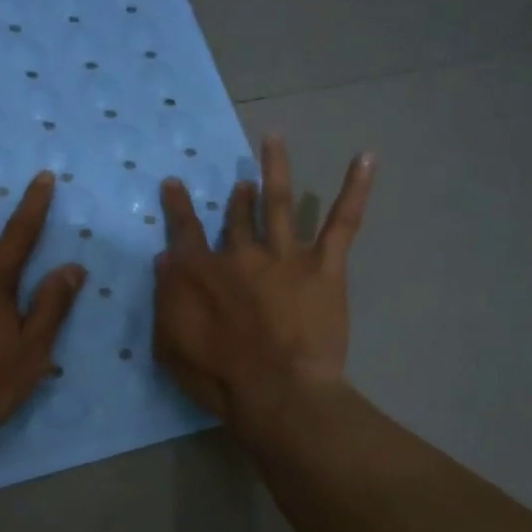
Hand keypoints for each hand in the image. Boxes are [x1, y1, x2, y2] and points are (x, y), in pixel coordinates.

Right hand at [153, 135, 374, 428]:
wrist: (276, 391)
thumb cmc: (218, 377)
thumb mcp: (170, 344)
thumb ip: (166, 299)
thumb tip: (165, 260)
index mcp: (199, 273)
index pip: (184, 232)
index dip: (178, 206)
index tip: (175, 184)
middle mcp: (240, 254)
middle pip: (236, 218)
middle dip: (237, 199)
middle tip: (242, 184)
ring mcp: (284, 256)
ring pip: (279, 203)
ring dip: (275, 169)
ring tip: (274, 140)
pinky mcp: (324, 267)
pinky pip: (342, 223)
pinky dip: (355, 189)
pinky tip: (366, 158)